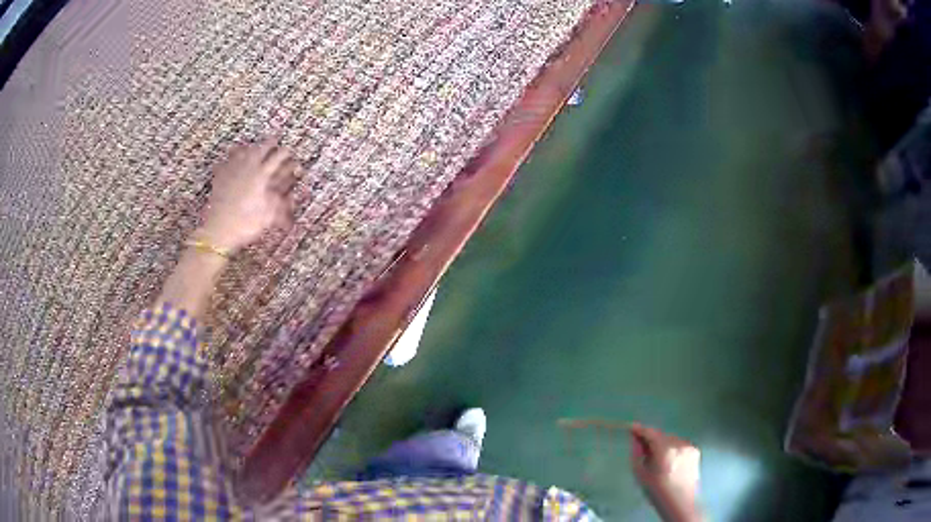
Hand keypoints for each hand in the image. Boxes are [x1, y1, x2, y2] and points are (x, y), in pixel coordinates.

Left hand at [195, 138, 297, 252]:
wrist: (218, 230)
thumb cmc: (245, 224)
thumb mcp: (268, 215)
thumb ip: (280, 202)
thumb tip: (291, 196)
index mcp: (261, 175)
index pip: (276, 158)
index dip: (284, 153)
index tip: (289, 151)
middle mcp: (247, 168)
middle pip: (260, 149)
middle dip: (269, 144)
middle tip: (274, 140)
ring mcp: (231, 170)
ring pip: (243, 151)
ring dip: (250, 147)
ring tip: (254, 145)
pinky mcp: (220, 177)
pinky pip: (226, 161)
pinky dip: (231, 156)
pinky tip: (231, 158)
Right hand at [629, 423, 702, 521]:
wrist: (680, 502)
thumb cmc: (657, 491)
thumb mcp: (641, 474)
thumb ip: (637, 453)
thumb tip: (636, 439)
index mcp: (665, 450)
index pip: (651, 433)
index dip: (641, 429)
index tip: (632, 428)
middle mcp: (679, 444)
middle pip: (662, 435)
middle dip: (652, 439)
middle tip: (643, 449)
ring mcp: (689, 446)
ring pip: (671, 439)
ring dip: (663, 444)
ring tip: (657, 458)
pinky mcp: (695, 450)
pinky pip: (679, 444)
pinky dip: (672, 448)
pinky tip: (669, 461)